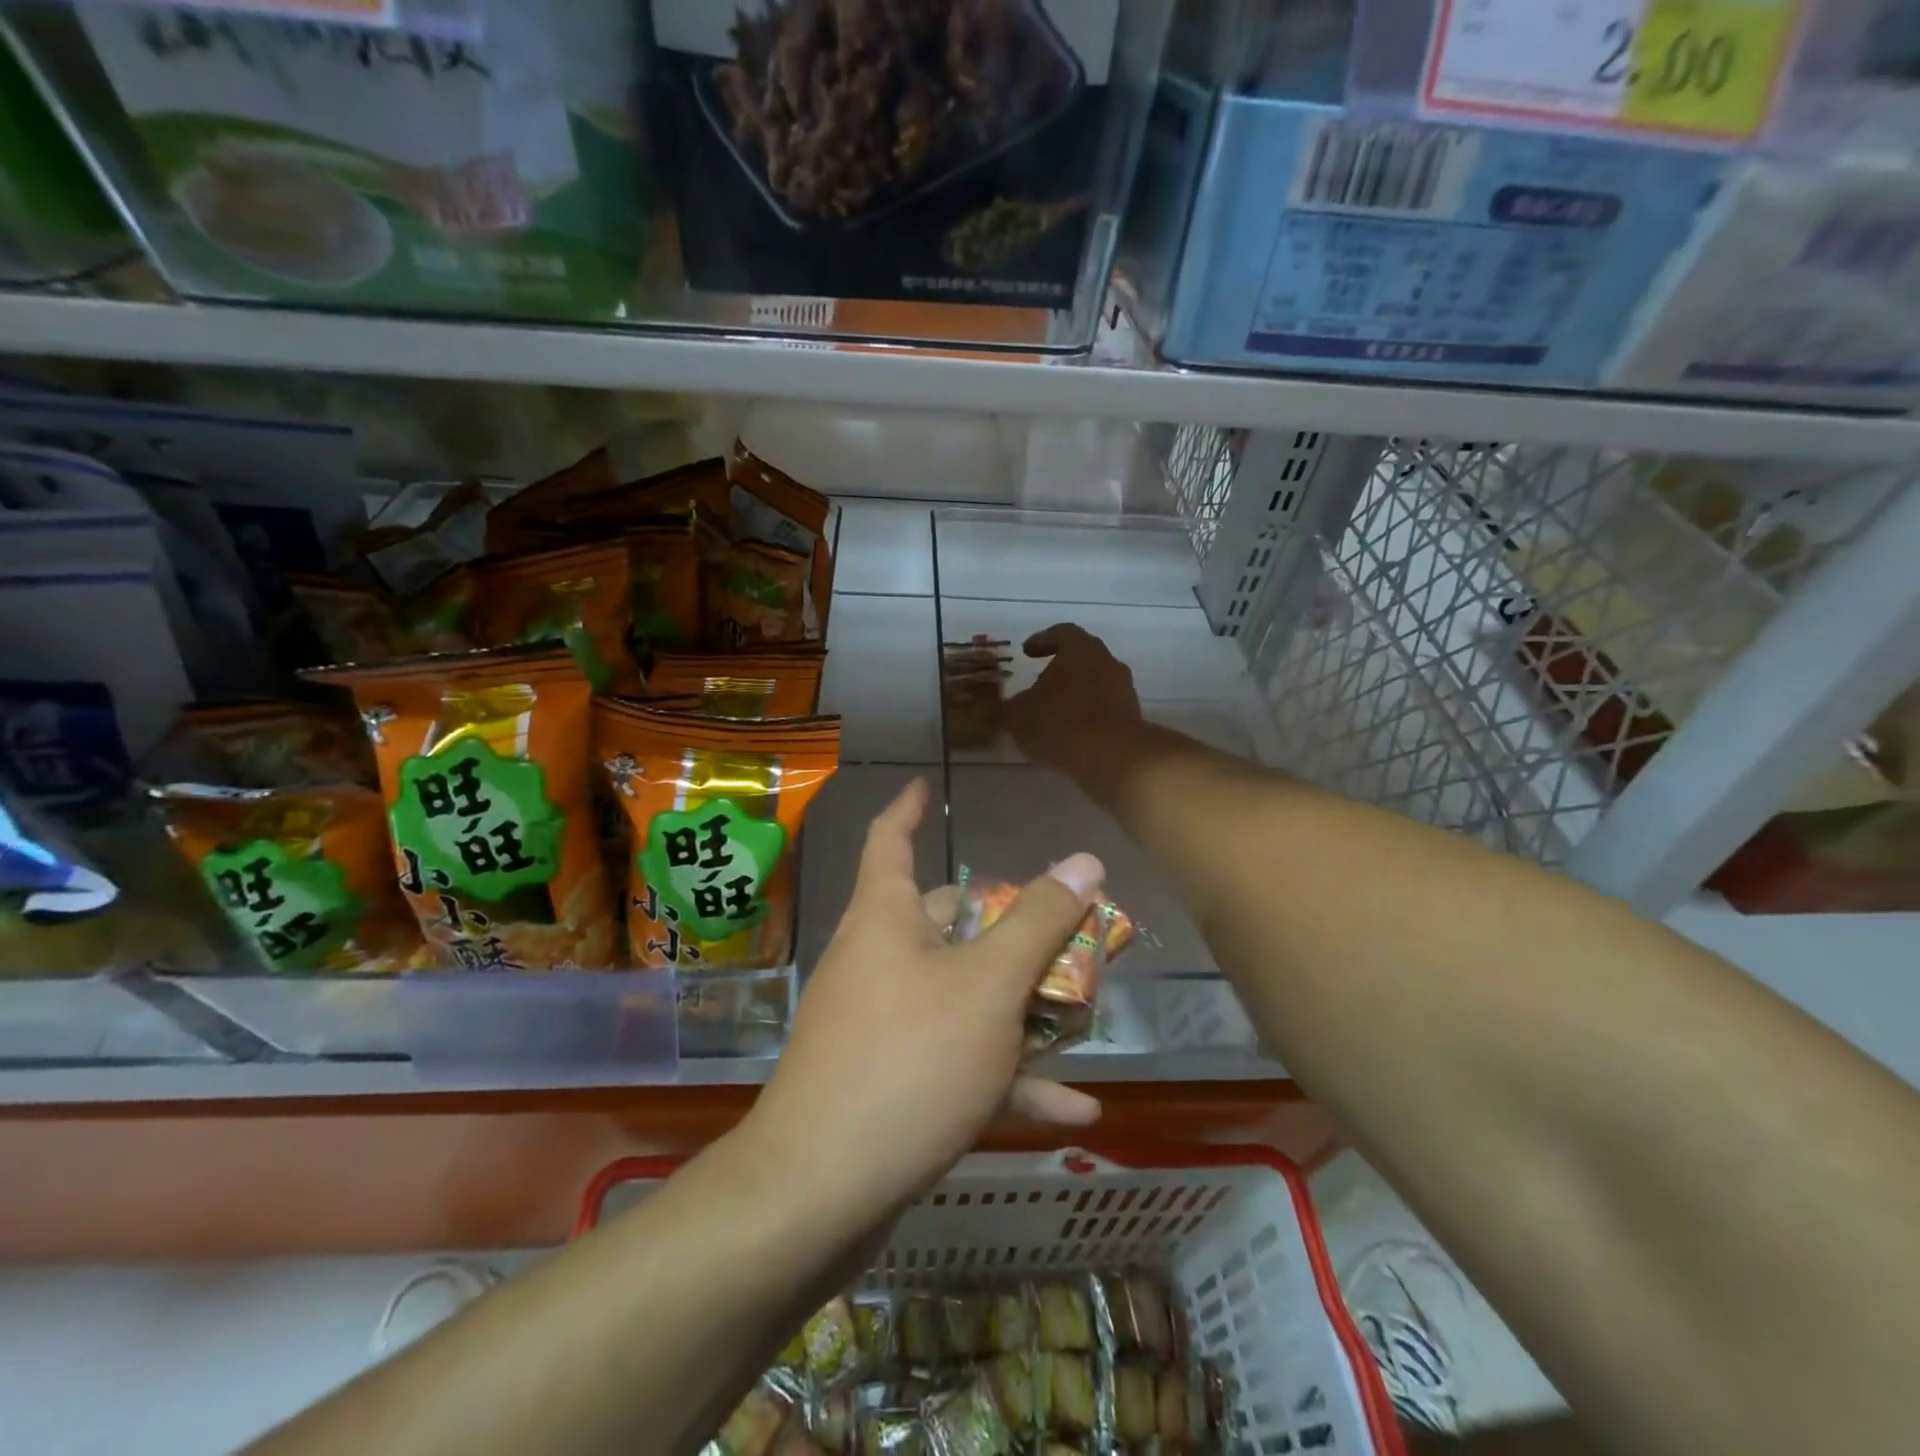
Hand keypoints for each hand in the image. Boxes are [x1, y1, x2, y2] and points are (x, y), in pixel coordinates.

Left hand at [749, 779, 1104, 1215]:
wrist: (819, 1193)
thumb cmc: (908, 1060)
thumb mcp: (988, 986)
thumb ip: (1039, 923)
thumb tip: (1084, 861)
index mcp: (885, 919)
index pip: (889, 839)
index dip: (908, 808)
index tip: (926, 787)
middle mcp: (877, 961)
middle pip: (945, 924)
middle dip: (1005, 927)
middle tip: (1060, 928)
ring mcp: (880, 1025)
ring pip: (959, 998)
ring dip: (1018, 1010)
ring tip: (1081, 1016)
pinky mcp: (889, 1084)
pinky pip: (955, 1063)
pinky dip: (1005, 1078)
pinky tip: (1071, 1109)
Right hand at [1003, 625, 1143, 785]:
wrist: (1112, 757)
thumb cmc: (1060, 722)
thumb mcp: (1019, 714)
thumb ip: (1014, 705)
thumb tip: (1016, 706)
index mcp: (1081, 649)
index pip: (1062, 633)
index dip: (1042, 641)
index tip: (1027, 652)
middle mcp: (1107, 662)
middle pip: (1082, 659)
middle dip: (1060, 671)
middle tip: (1040, 684)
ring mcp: (1124, 691)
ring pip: (1095, 686)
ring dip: (1075, 697)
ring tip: (1053, 716)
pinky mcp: (1132, 719)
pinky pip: (1104, 712)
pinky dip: (1087, 719)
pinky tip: (1070, 737)